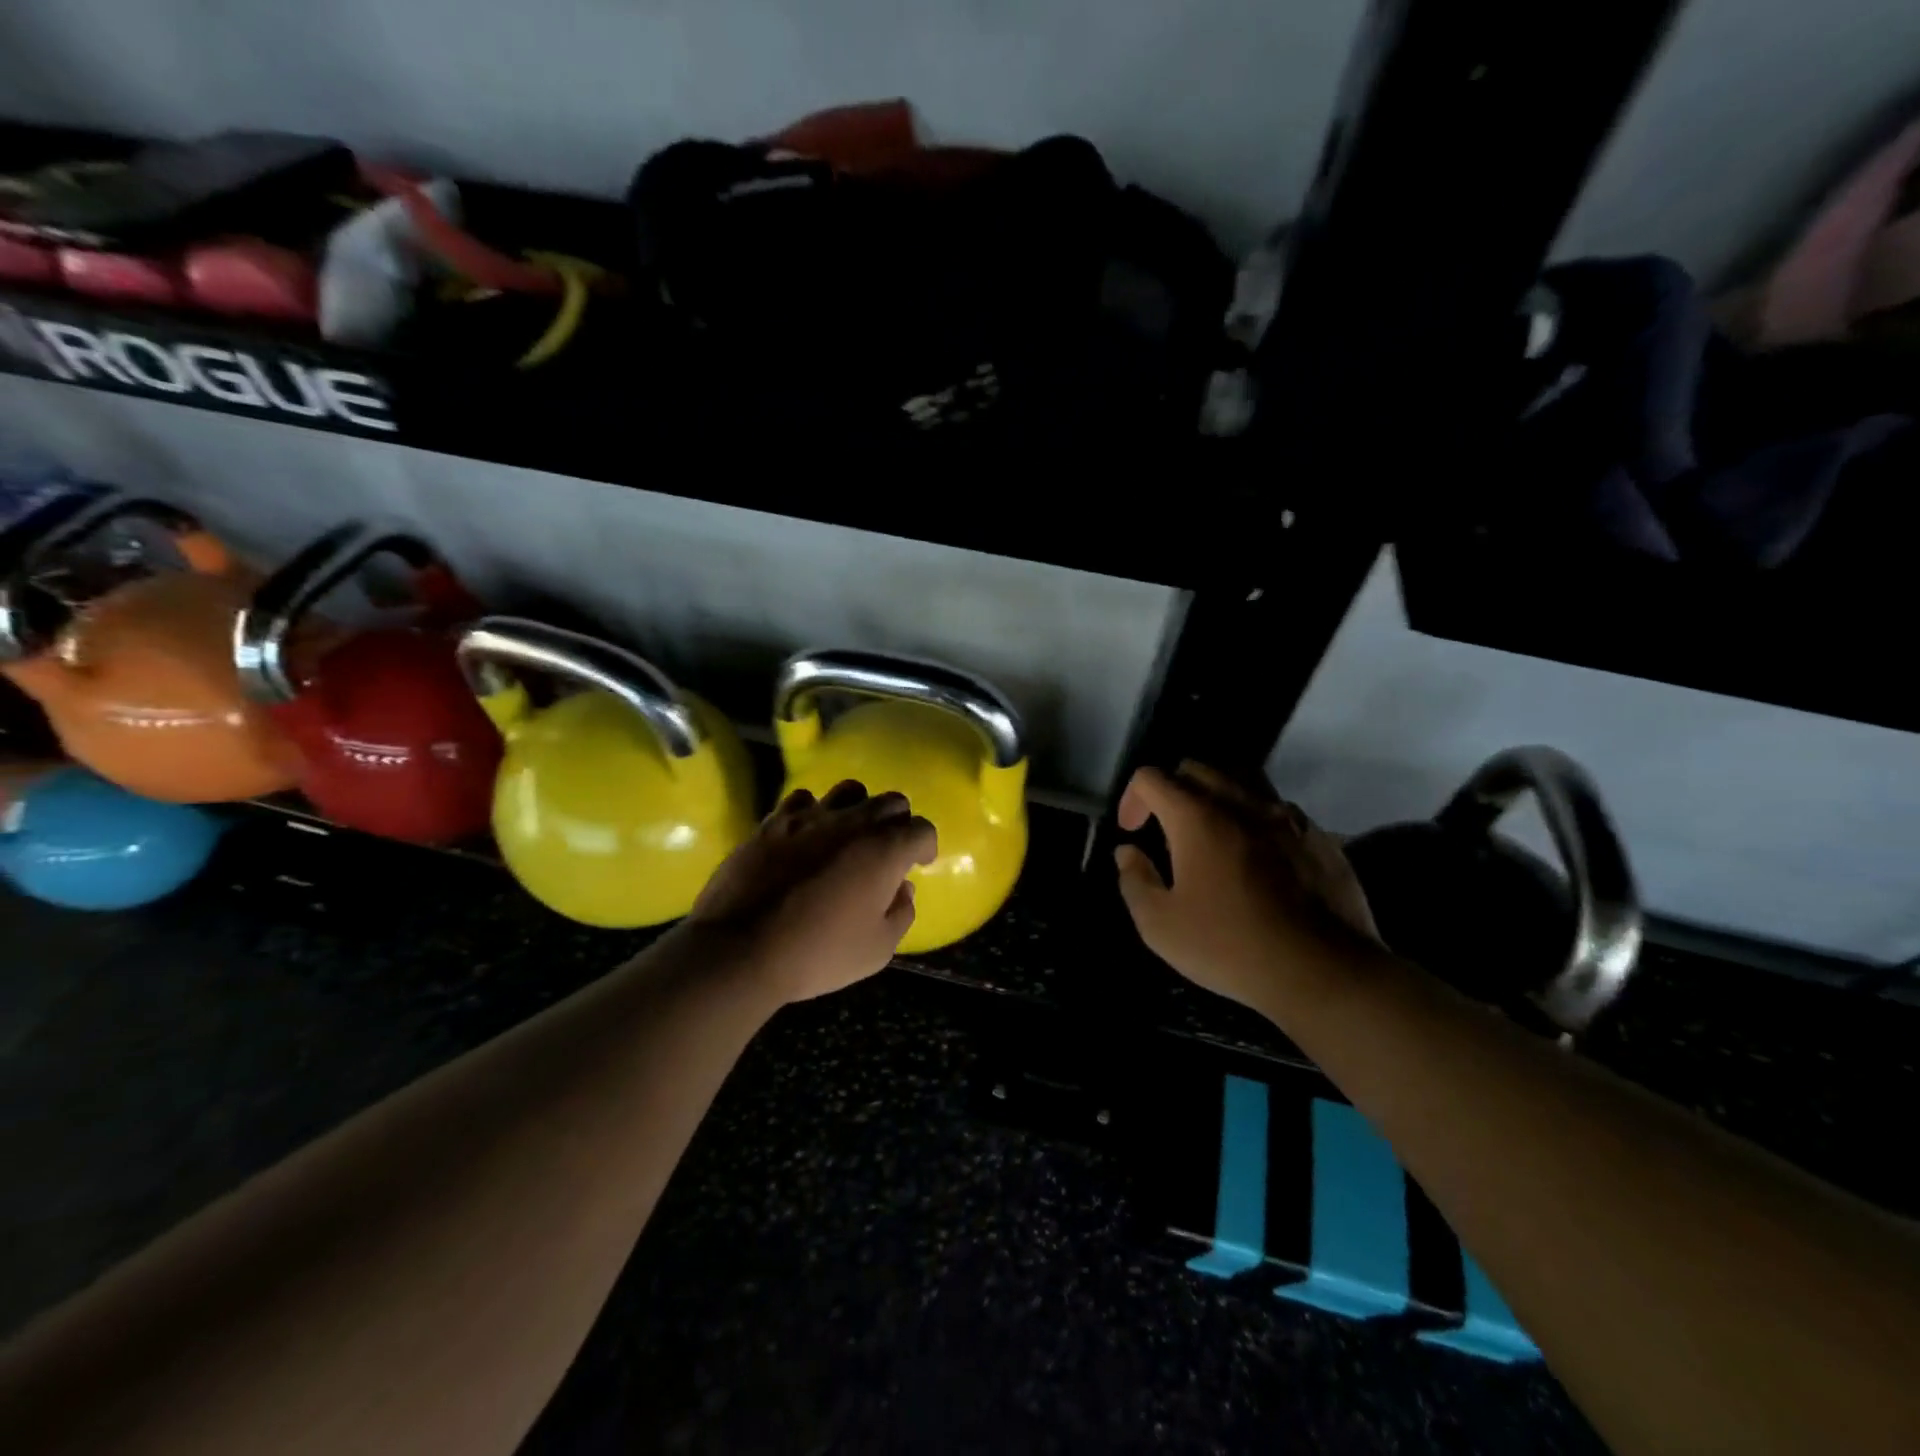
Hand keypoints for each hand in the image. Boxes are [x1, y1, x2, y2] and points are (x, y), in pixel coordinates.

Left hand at [686, 781, 937, 1004]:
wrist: (740, 949)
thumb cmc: (818, 954)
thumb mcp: (876, 950)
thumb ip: (900, 914)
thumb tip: (903, 888)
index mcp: (884, 850)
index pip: (922, 829)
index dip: (925, 846)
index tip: (919, 863)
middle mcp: (853, 822)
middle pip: (891, 801)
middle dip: (898, 822)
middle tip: (889, 849)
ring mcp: (810, 817)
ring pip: (850, 790)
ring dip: (859, 808)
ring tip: (850, 834)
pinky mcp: (774, 822)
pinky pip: (803, 800)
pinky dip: (814, 812)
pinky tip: (808, 835)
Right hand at [1114, 761, 1380, 1013]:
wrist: (1323, 972)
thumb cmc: (1231, 947)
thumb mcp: (1160, 925)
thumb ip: (1134, 880)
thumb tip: (1127, 853)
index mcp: (1197, 818)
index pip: (1152, 778)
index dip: (1132, 798)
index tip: (1132, 832)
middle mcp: (1241, 803)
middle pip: (1197, 769)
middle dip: (1172, 790)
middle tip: (1167, 828)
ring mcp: (1286, 817)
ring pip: (1243, 780)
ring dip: (1217, 796)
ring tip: (1213, 832)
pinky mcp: (1319, 836)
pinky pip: (1278, 809)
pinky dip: (1256, 819)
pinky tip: (1258, 856)